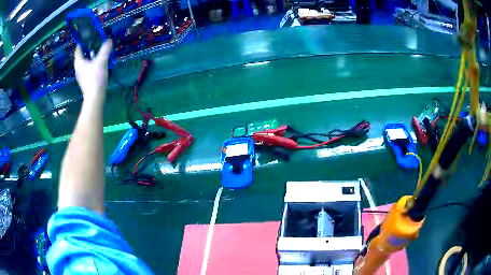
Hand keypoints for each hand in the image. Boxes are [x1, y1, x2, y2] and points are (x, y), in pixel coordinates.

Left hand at [74, 40, 112, 105]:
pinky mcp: (85, 81)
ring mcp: (81, 76)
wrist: (95, 97)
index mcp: (79, 62)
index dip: (82, 42)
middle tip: (95, 43)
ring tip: (98, 53)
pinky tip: (98, 64)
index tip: (88, 37)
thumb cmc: (95, 78)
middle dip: (87, 49)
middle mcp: (78, 68)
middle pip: (81, 56)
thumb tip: (109, 39)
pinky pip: (87, 69)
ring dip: (90, 57)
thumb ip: (105, 49)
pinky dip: (92, 64)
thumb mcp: (102, 60)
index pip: (78, 49)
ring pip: (84, 63)